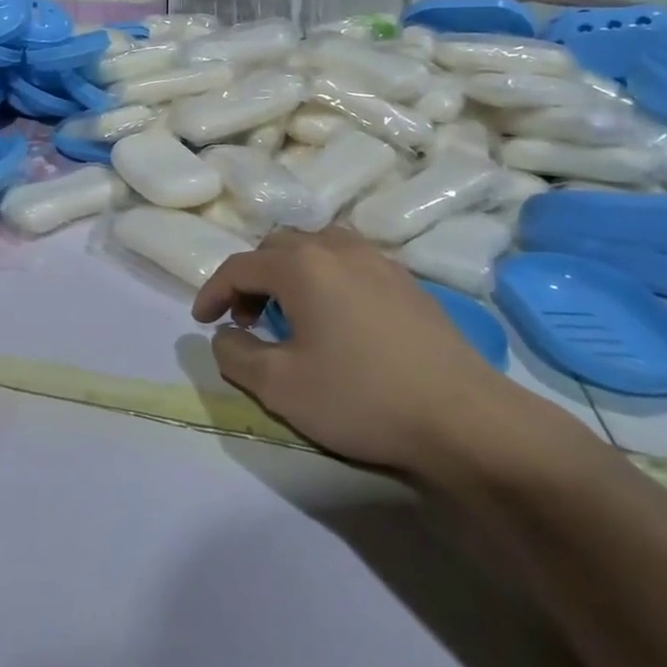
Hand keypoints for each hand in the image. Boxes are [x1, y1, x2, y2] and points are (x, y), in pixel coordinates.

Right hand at [193, 227, 540, 477]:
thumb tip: (225, 335)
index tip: (202, 322)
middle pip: (276, 248)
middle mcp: (337, 248)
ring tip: (290, 313)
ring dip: (289, 273)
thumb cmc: (362, 398)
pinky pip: (349, 262)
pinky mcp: (407, 281)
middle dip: (251, 279)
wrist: (464, 419)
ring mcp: (378, 261)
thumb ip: (235, 355)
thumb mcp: (280, 387)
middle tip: (246, 320)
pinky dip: (325, 278)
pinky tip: (336, 318)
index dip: (213, 292)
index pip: (239, 267)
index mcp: (301, 266)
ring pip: (316, 247)